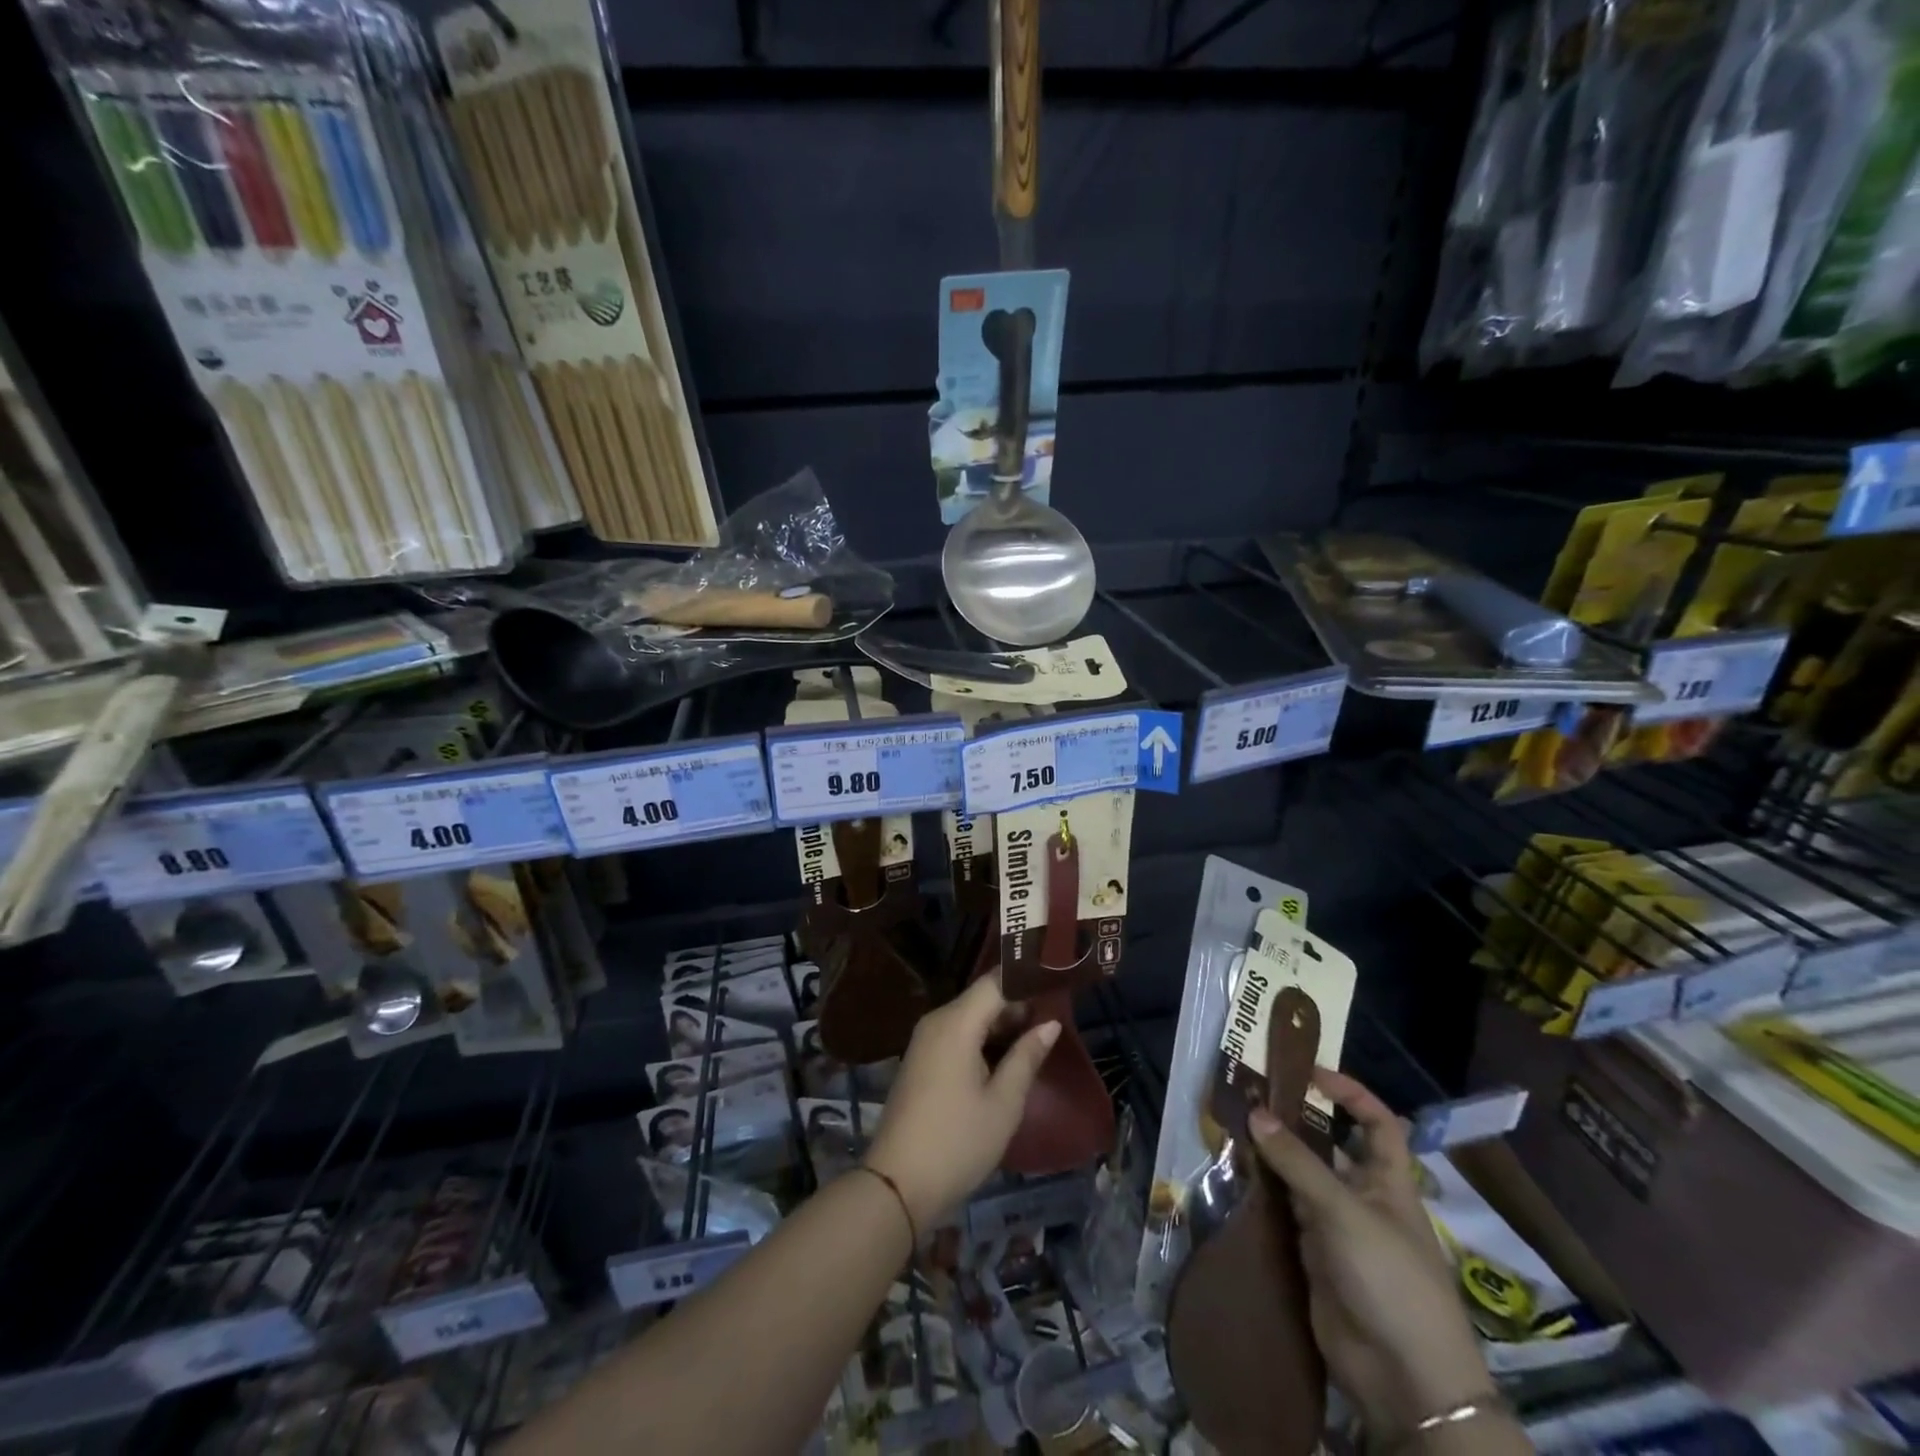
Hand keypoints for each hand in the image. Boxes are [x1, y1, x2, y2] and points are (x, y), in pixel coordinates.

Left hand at [864, 974, 1058, 1228]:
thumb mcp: (1003, 1102)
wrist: (897, 1184)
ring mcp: (925, 1040)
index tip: (1057, 982)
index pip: (995, 982)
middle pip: (982, 998)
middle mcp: (937, 1021)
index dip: (1026, 980)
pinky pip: (957, 1034)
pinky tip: (1008, 1056)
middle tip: (1057, 1013)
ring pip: (970, 1016)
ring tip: (1040, 1034)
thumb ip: (1027, 1056)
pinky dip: (983, 1039)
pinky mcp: (921, 1060)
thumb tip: (1050, 1023)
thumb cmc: (958, 1142)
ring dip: (1002, 1024)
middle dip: (1018, 1003)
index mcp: (956, 1022)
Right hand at [1248, 1069, 1492, 1442]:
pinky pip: (1284, 1212)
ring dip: (1271, 1157)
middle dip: (1294, 1123)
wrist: (1403, 1379)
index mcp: (1388, 1182)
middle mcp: (1362, 1198)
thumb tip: (1256, 1112)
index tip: (1309, 1073)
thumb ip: (1298, 1162)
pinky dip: (1262, 1193)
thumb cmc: (1390, 1279)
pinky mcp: (1312, 1256)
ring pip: (1299, 1178)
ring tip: (1231, 1128)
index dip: (1350, 1094)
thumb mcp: (1344, 1212)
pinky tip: (1233, 1175)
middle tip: (1249, 1097)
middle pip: (1328, 1148)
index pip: (1377, 1122)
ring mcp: (1336, 1228)